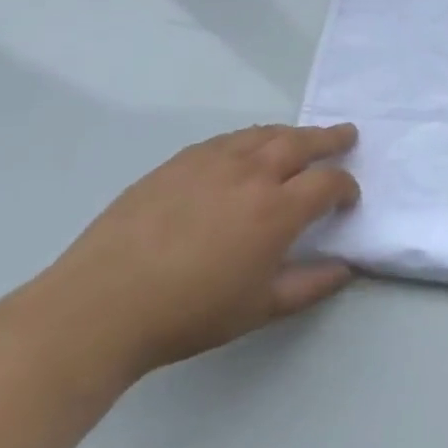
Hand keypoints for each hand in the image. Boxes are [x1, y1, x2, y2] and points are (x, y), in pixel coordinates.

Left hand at [42, 124, 361, 380]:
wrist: (99, 308)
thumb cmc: (189, 313)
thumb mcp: (260, 309)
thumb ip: (311, 285)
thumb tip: (347, 268)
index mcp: (278, 210)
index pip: (328, 182)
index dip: (346, 188)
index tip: (348, 199)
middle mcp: (251, 174)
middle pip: (302, 142)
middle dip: (330, 138)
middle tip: (346, 135)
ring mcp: (212, 163)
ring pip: (264, 134)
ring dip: (291, 133)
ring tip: (302, 137)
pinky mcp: (177, 163)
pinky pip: (226, 140)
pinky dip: (250, 139)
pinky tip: (247, 149)